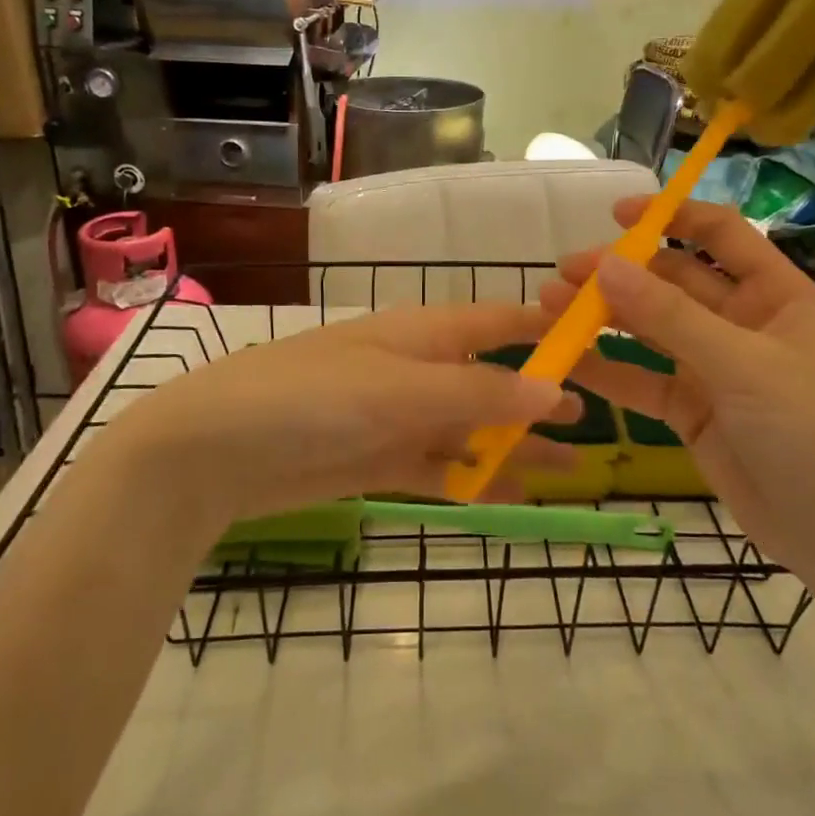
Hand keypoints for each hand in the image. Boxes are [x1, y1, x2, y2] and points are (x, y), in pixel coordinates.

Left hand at [93, 302, 578, 529]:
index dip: (545, 329)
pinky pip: (441, 467)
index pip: (498, 320)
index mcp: (423, 333)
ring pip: (471, 429)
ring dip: (515, 447)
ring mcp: (398, 417)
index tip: (598, 341)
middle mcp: (416, 369)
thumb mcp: (401, 389)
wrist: (215, 451)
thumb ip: (478, 391)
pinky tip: (511, 494)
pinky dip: (474, 479)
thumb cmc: (312, 397)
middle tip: (593, 418)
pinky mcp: (379, 461)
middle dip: (538, 398)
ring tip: (570, 468)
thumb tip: (554, 389)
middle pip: (491, 380)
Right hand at [541, 198, 814, 573]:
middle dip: (621, 273)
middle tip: (566, 273)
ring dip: (604, 317)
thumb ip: (671, 317)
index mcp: (773, 295)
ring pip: (650, 330)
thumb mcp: (744, 365)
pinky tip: (567, 360)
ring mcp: (713, 367)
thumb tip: (606, 266)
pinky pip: (642, 380)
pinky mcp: (691, 410)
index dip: (671, 216)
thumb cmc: (813, 431)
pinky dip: (607, 369)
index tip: (617, 215)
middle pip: (672, 281)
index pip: (721, 235)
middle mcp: (740, 322)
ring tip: (550, 307)